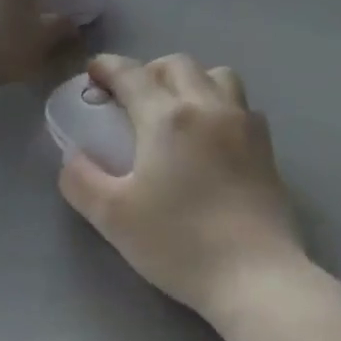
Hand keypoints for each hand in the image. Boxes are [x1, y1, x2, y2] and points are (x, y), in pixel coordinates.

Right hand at [59, 54, 309, 319]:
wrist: (255, 275)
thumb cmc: (179, 242)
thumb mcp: (112, 216)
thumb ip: (82, 180)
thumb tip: (73, 158)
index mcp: (167, 117)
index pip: (131, 74)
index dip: (108, 67)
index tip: (93, 73)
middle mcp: (208, 106)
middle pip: (177, 65)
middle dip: (149, 71)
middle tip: (132, 99)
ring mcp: (244, 124)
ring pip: (217, 76)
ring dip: (191, 81)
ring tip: (177, 111)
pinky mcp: (266, 147)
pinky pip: (242, 106)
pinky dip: (220, 105)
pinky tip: (212, 137)